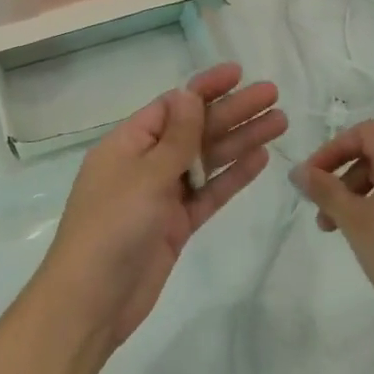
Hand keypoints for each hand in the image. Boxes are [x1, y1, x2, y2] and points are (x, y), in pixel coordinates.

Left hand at [38, 62, 285, 351]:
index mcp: (127, 144)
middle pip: (195, 130)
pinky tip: (260, 159)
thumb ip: (176, 137)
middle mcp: (145, 164)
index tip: (239, 73)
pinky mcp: (176, 225)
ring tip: (280, 122)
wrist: (93, 301)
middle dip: (232, 111)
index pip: (171, 105)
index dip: (205, 88)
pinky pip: (208, 193)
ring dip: (240, 140)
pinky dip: (232, 177)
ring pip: (206, 160)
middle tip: (274, 95)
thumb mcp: (145, 175)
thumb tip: (189, 94)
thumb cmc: (112, 227)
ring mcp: (161, 196)